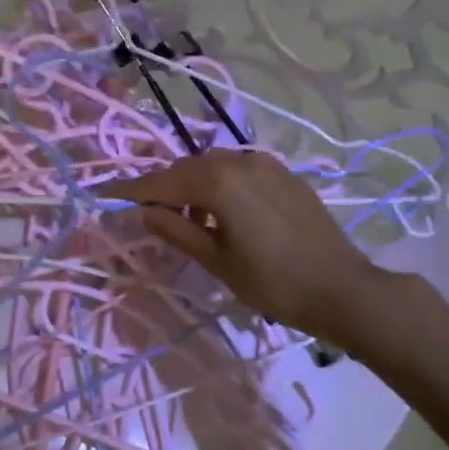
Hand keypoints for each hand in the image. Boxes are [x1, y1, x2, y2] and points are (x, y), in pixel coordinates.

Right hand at [102, 149, 403, 347]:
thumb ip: (176, 231)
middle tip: (148, 214)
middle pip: (186, 169)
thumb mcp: (217, 261)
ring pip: (212, 166)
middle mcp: (238, 161)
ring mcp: (264, 164)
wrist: (345, 289)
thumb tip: (145, 212)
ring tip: (188, 220)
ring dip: (193, 186)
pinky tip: (223, 213)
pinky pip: (237, 170)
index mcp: (218, 181)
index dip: (131, 190)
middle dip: (163, 188)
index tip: (104, 194)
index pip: (161, 183)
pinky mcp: (283, 174)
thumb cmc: (274, 282)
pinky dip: (220, 185)